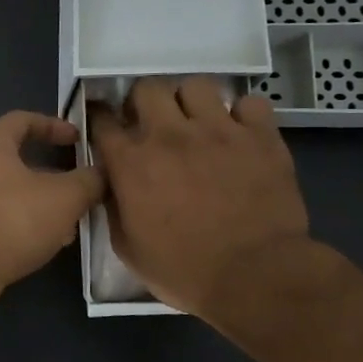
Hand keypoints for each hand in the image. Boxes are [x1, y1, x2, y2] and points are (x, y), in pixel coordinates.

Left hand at [0, 111, 104, 295]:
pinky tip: (44, 243)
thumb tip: (100, 174)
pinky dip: (21, 223)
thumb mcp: (65, 196)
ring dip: (38, 203)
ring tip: (68, 222)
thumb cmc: (13, 219)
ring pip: (7, 192)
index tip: (77, 139)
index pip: (21, 120)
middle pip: (14, 160)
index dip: (53, 125)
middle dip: (49, 174)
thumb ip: (88, 180)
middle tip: (76, 187)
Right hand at [87, 77, 313, 322]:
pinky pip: (250, 103)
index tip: (107, 128)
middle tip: (152, 123)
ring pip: (196, 85)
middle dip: (144, 102)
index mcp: (131, 163)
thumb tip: (113, 185)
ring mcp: (218, 130)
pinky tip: (240, 134)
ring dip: (191, 102)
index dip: (101, 121)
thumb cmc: (183, 270)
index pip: (103, 122)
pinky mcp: (260, 136)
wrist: (256, 276)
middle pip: (147, 88)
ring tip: (197, 123)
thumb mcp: (128, 248)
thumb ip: (115, 207)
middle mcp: (170, 135)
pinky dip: (243, 115)